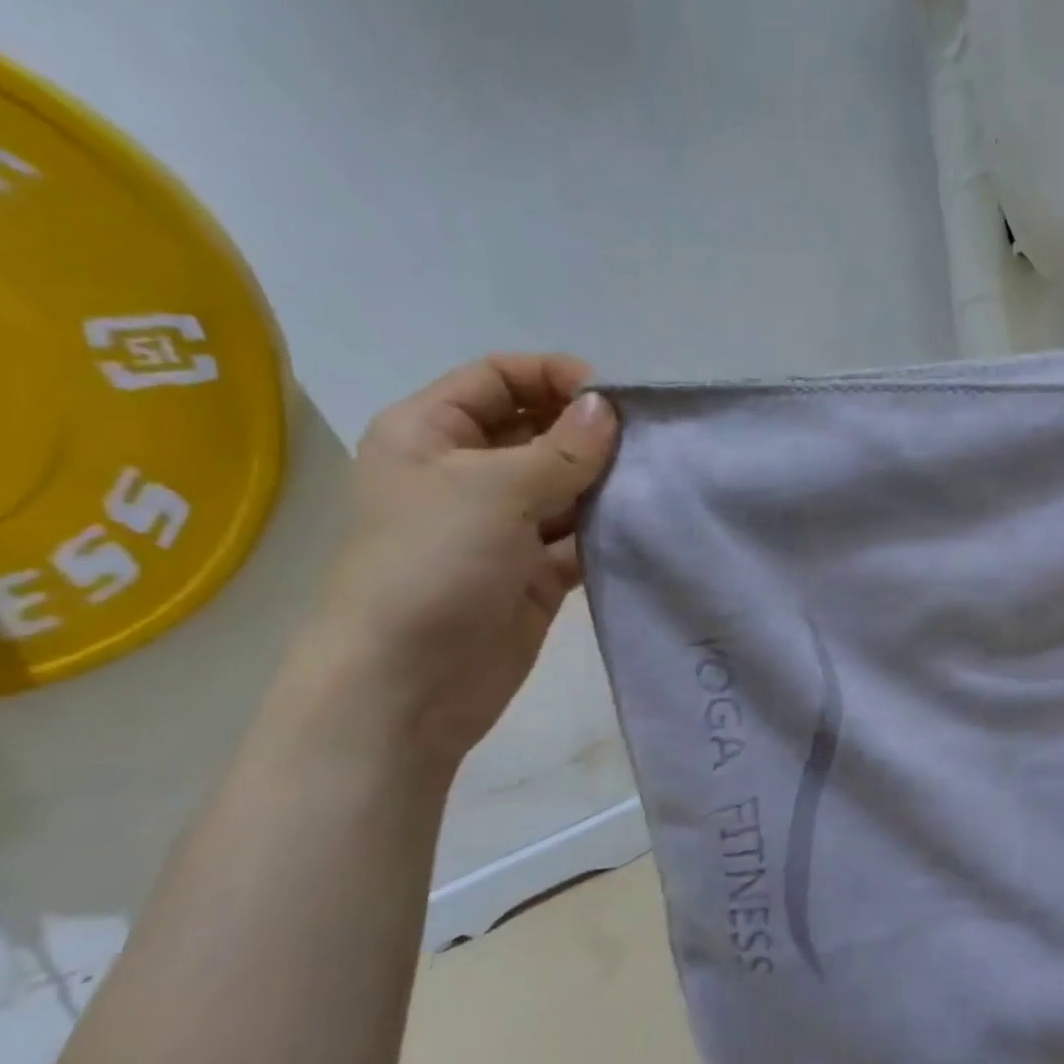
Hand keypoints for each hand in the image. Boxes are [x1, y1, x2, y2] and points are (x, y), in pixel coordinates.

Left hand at [302, 354, 619, 766]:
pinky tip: (643, 525)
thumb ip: (560, 449)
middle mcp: (466, 474)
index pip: (498, 378)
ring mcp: (503, 527)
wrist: (407, 687)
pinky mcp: (534, 573)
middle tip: (648, 443)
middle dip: (589, 433)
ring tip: (656, 482)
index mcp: (431, 434)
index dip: (554, 376)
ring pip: (565, 486)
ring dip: (605, 483)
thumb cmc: (431, 567)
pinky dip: (607, 530)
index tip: (614, 398)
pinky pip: (578, 538)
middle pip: (538, 430)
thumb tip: (607, 408)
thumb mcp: (492, 491)